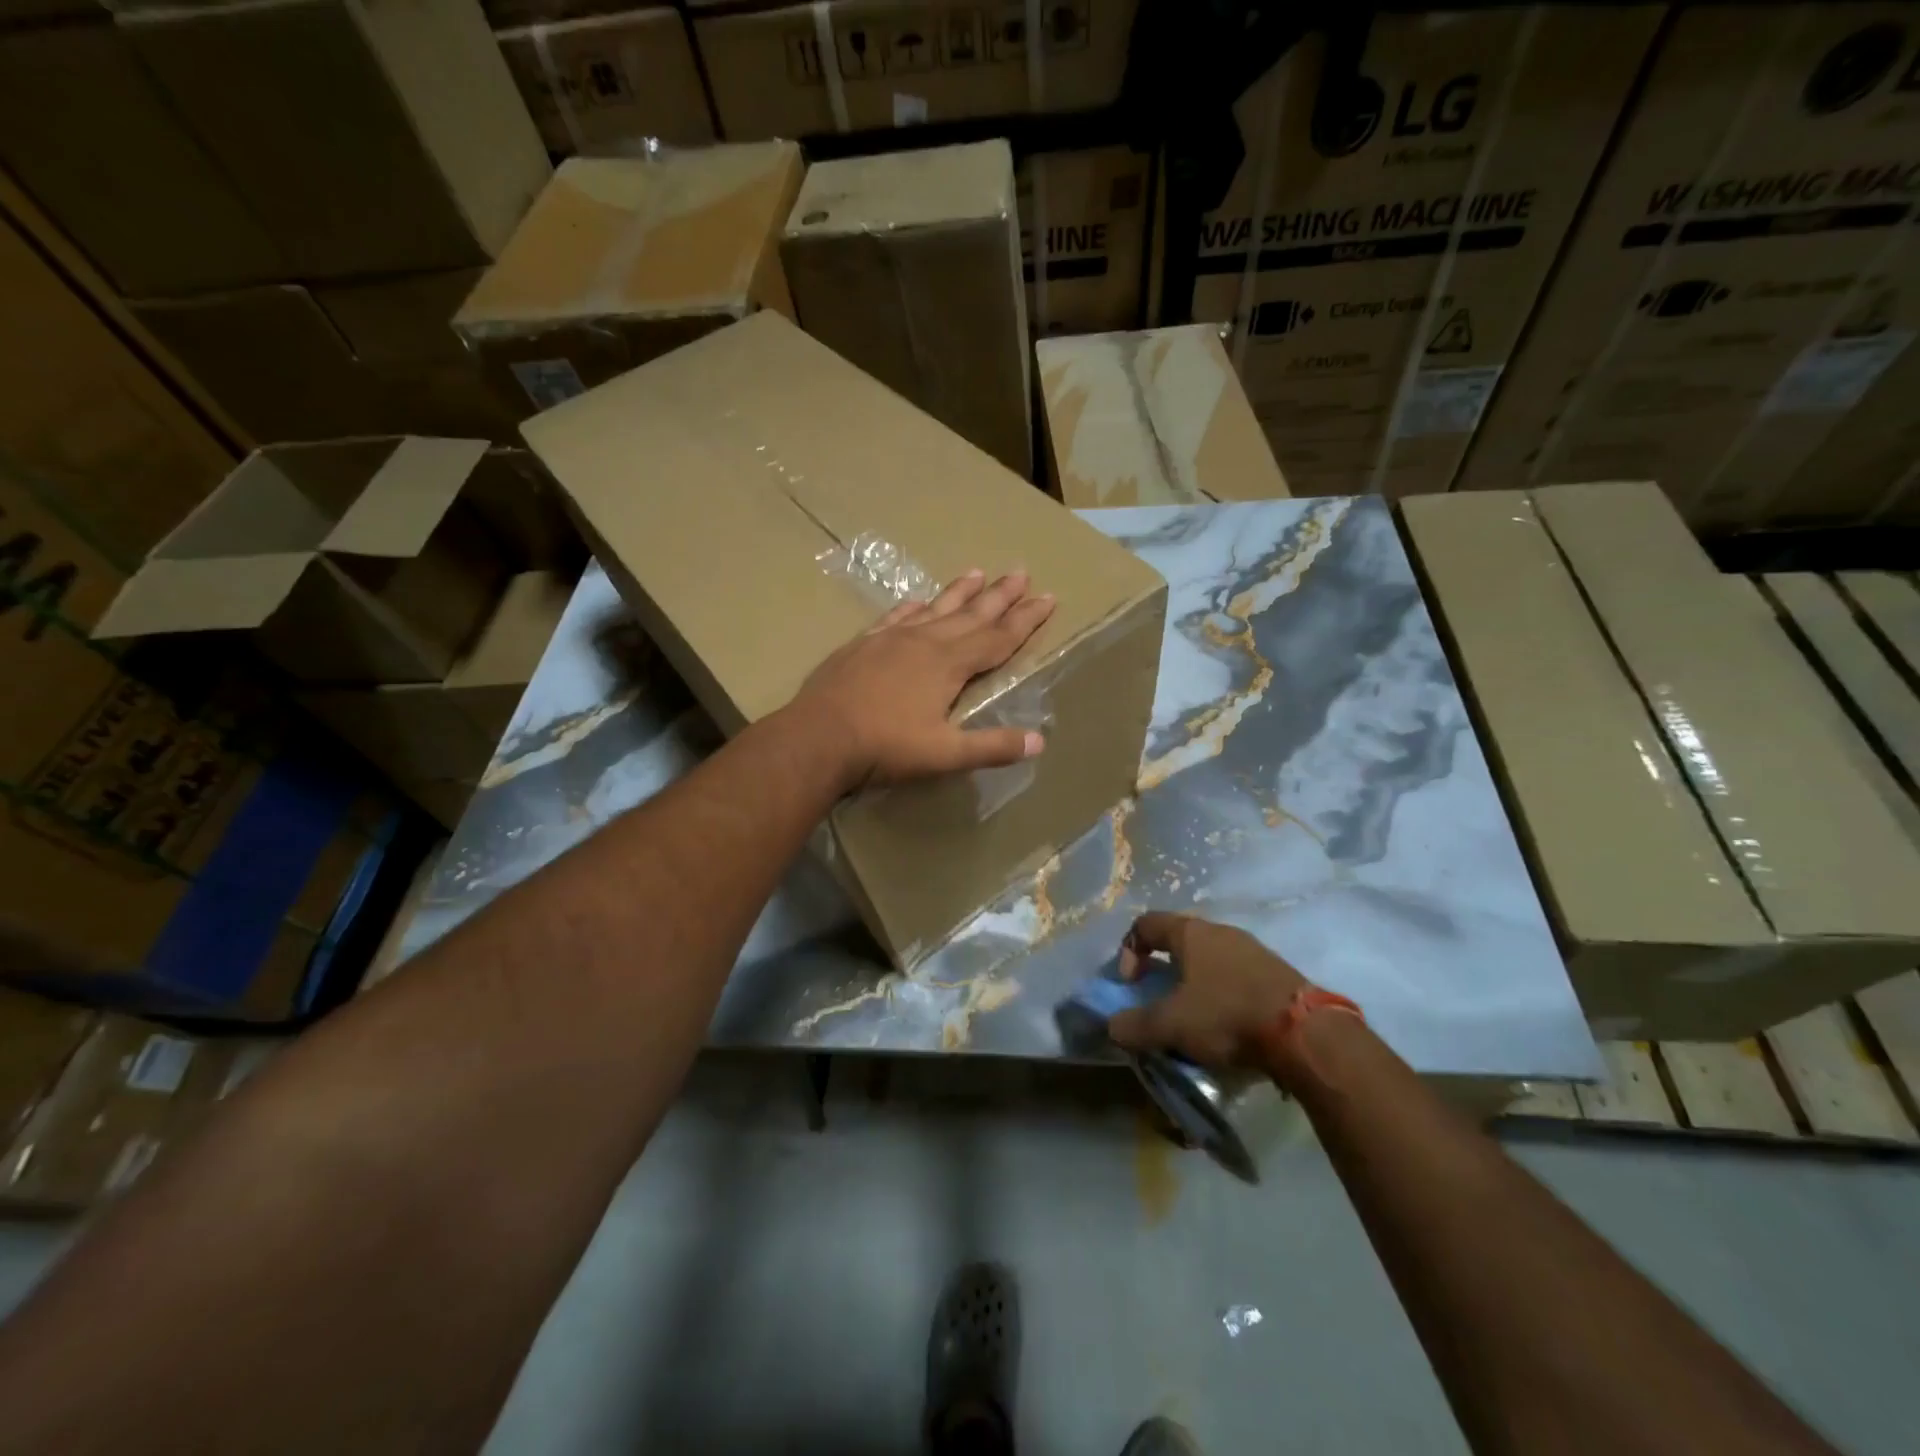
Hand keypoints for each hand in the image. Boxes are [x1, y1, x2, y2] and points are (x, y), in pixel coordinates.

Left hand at [791, 568, 1055, 789]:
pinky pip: (895, 618)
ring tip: (978, 572)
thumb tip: (1039, 740)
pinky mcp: (863, 645)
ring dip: (959, 592)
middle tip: (1021, 572)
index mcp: (949, 665)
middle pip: (971, 614)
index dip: (1026, 620)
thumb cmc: (885, 747)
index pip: (998, 638)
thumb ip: (992, 746)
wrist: (818, 737)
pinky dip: (911, 608)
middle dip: (1000, 596)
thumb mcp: (945, 754)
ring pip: (934, 609)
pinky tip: (917, 601)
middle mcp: (924, 642)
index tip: (1048, 598)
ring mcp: (890, 639)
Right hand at [1107, 913, 1309, 1070]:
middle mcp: (1221, 931)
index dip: (1129, 950)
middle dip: (1163, 970)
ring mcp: (1253, 950)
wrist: (1305, 1034)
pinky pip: (1237, 978)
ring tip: (1193, 1020)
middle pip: (1179, 941)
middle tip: (1159, 1002)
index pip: (1146, 924)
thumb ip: (1135, 1025)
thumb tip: (1111, 1026)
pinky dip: (1223, 996)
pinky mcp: (1277, 974)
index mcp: (1191, 933)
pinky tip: (1227, 1026)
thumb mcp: (1171, 1024)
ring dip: (1194, 985)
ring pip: (1210, 960)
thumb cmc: (1227, 1015)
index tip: (1130, 983)